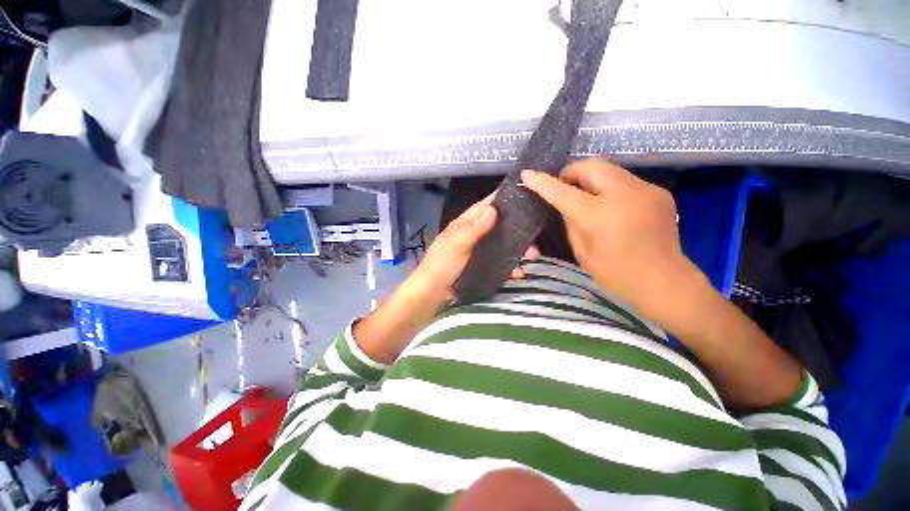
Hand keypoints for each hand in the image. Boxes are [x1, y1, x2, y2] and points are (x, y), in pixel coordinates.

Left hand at [354, 195, 534, 363]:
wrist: (431, 294)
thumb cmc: (441, 265)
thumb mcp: (457, 244)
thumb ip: (474, 228)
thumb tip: (494, 208)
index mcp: (465, 223)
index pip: (486, 205)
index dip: (503, 198)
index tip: (525, 195)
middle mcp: (473, 233)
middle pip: (498, 224)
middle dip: (516, 227)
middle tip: (535, 233)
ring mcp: (478, 250)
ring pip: (502, 243)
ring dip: (517, 248)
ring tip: (533, 254)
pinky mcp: (481, 266)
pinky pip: (499, 261)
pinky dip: (510, 265)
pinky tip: (519, 272)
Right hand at [520, 159, 693, 312]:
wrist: (664, 280)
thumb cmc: (616, 273)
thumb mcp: (582, 250)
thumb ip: (571, 221)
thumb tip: (568, 204)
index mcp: (597, 215)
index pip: (562, 191)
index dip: (542, 181)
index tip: (527, 174)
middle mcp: (622, 194)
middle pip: (589, 165)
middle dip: (571, 172)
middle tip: (564, 188)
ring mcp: (644, 189)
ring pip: (608, 168)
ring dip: (591, 178)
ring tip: (586, 196)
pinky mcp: (658, 192)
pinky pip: (625, 180)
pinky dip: (610, 187)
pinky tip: (612, 205)